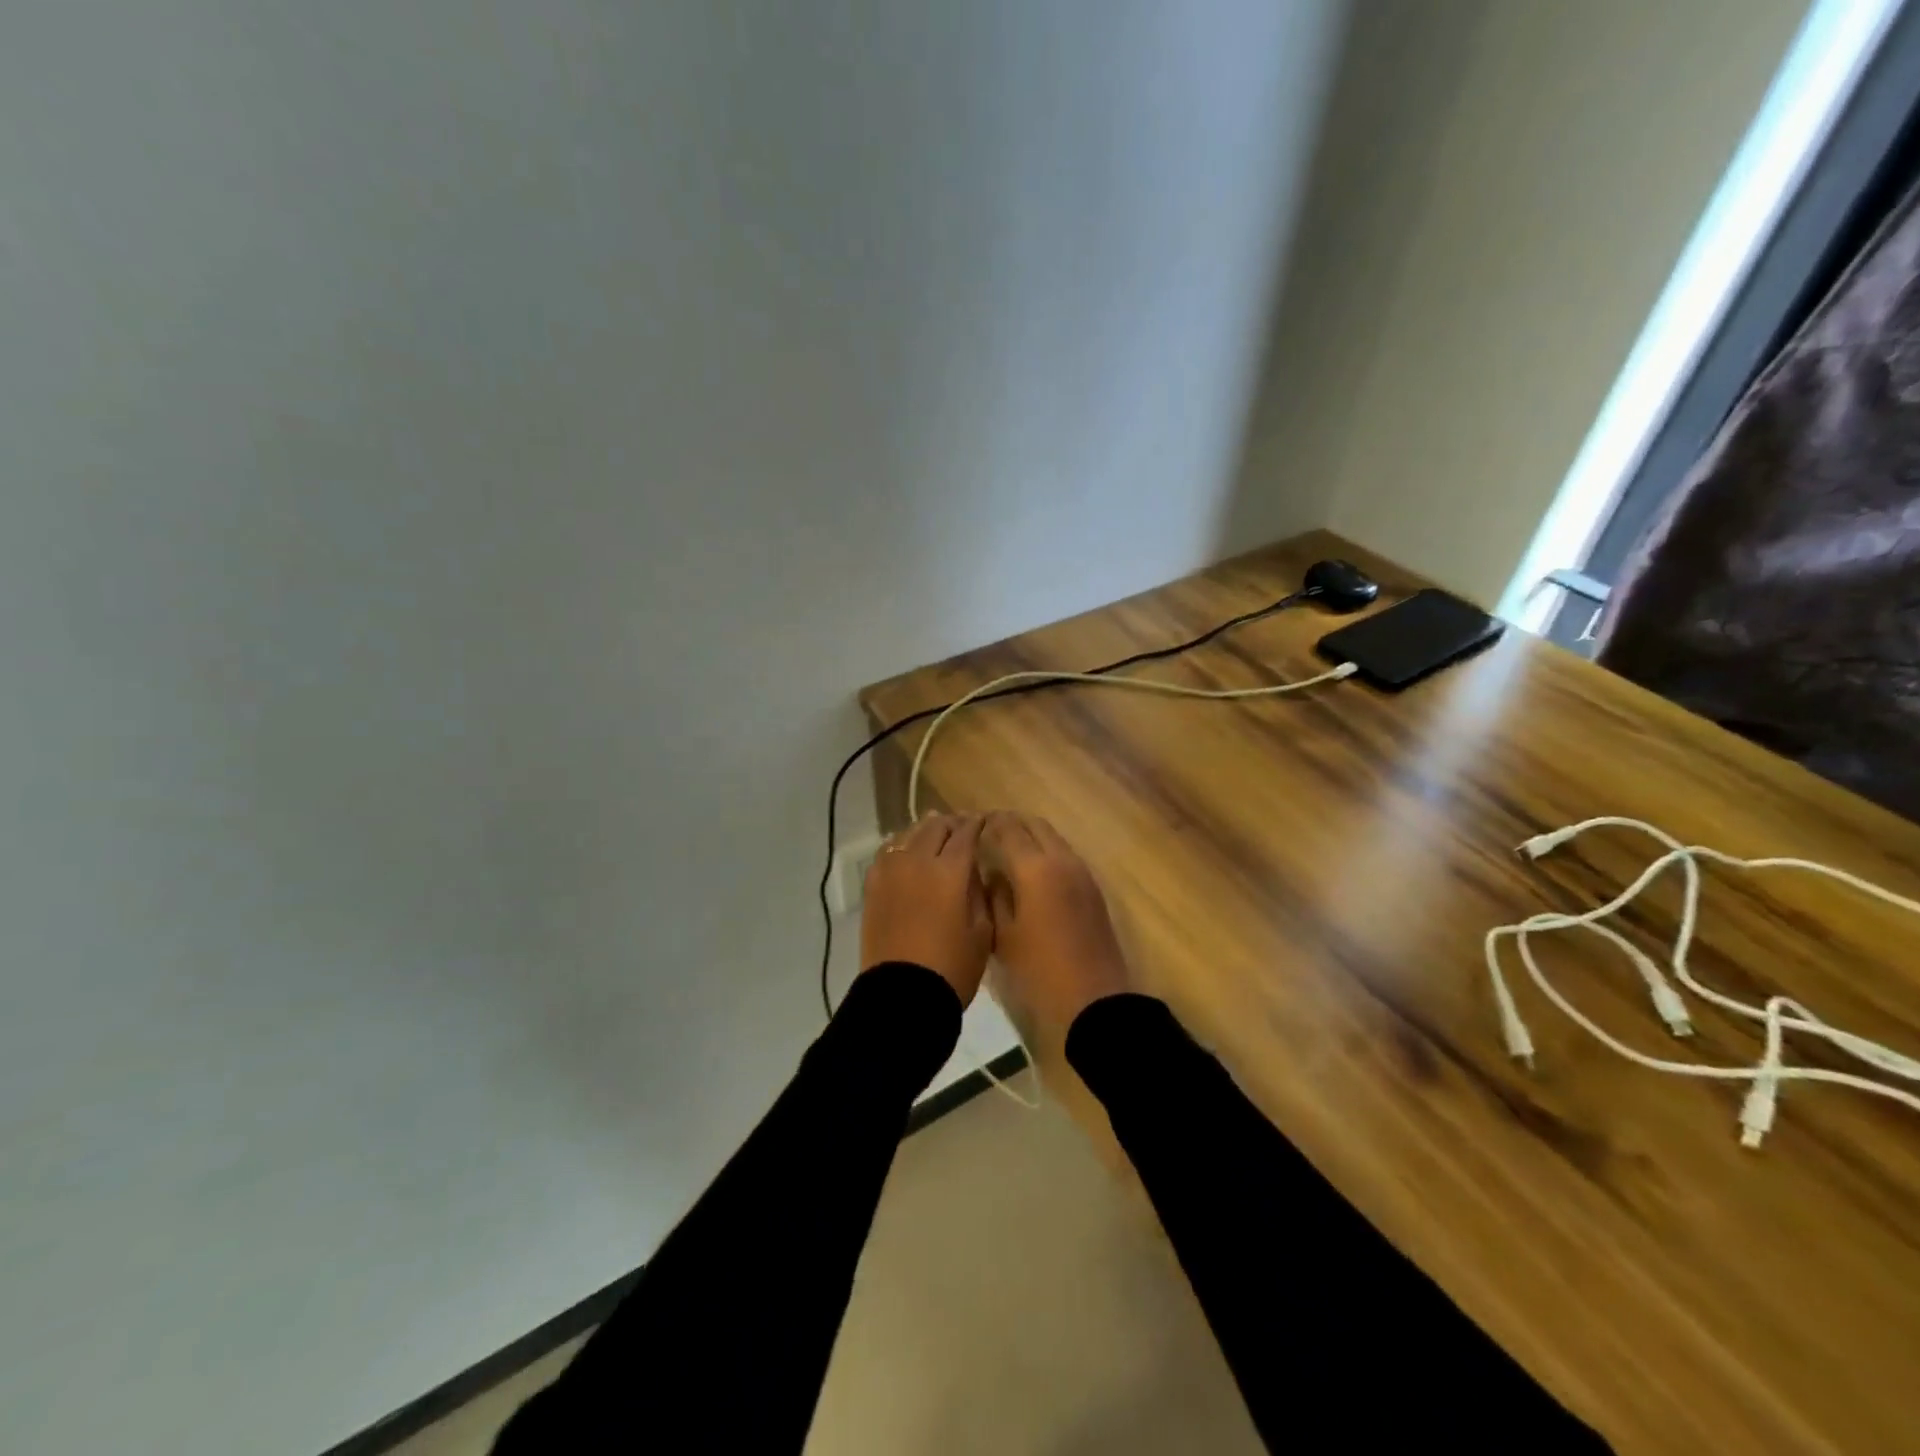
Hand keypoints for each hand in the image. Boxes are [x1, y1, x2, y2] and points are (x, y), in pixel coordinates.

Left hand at [860, 813, 993, 1004]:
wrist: (902, 996)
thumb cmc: (952, 968)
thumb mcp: (982, 931)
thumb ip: (979, 893)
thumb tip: (972, 872)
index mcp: (950, 871)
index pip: (966, 833)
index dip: (977, 824)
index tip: (984, 821)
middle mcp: (917, 861)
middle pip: (935, 827)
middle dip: (952, 823)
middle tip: (963, 826)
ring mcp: (890, 871)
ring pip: (908, 834)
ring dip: (925, 830)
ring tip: (935, 833)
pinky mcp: (872, 886)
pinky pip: (887, 852)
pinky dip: (901, 846)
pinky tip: (907, 852)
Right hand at [977, 811, 1131, 1031]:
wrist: (1094, 998)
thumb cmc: (1039, 970)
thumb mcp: (1003, 936)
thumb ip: (995, 896)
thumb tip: (993, 875)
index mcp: (1035, 868)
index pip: (1008, 829)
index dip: (989, 824)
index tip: (972, 825)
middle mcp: (1061, 860)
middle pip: (1034, 824)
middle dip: (1011, 822)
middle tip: (988, 829)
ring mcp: (1081, 872)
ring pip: (1053, 837)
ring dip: (1030, 833)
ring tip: (1007, 845)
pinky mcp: (1092, 887)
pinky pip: (1064, 854)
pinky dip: (1046, 849)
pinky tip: (1032, 867)